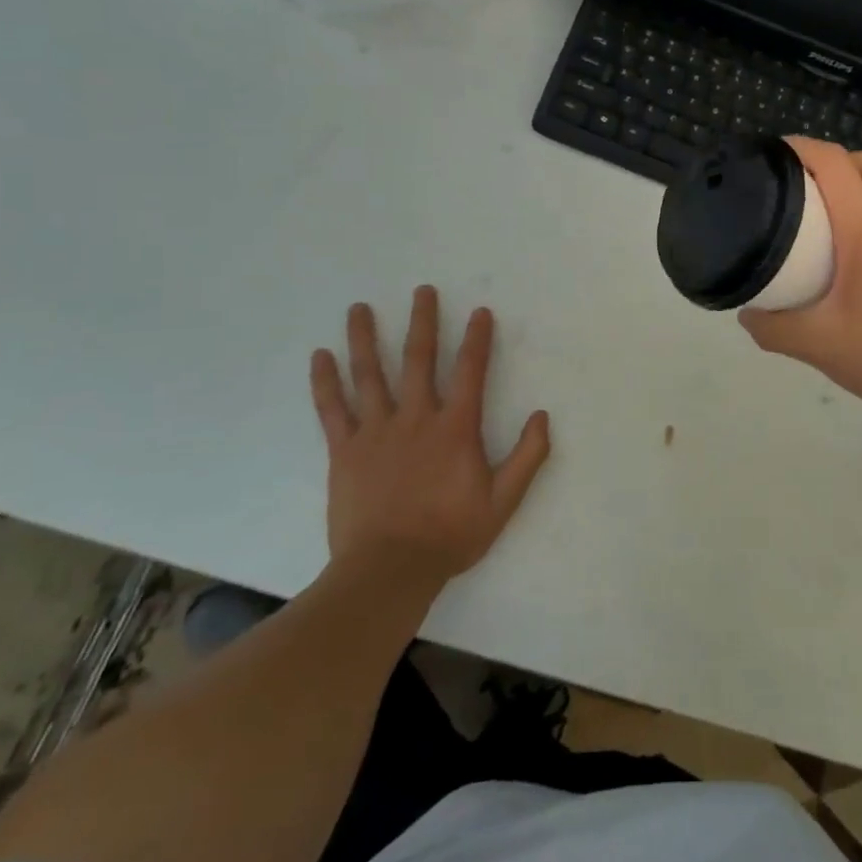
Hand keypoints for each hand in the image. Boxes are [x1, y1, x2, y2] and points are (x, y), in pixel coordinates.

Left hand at [309, 288, 551, 585]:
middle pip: (419, 360)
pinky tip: (320, 356)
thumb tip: (542, 416)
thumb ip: (527, 457)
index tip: (480, 312)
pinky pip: (333, 409)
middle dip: (423, 322)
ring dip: (366, 338)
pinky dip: (325, 381)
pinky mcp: (345, 451)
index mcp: (455, 428)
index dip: (478, 339)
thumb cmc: (450, 534)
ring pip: (370, 375)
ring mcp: (376, 432)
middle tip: (422, 291)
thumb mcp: (504, 501)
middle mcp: (416, 418)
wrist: (389, 570)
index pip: (471, 371)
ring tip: (359, 308)